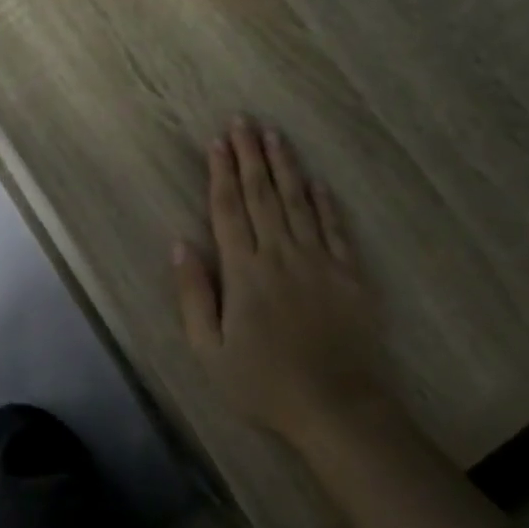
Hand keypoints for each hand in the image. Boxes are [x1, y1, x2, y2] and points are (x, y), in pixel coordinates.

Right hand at [173, 119, 397, 448]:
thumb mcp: (209, 350)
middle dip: (250, 154)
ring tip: (274, 135)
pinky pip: (334, 227)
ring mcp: (319, 260)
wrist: (337, 407)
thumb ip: (194, 294)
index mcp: (244, 271)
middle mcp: (280, 254)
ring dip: (284, 166)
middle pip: (262, 194)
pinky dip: (325, 201)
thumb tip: (180, 244)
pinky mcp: (348, 273)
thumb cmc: (264, 382)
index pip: (228, 208)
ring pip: (298, 201)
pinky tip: (316, 181)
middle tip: (244, 120)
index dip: (221, 172)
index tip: (217, 140)